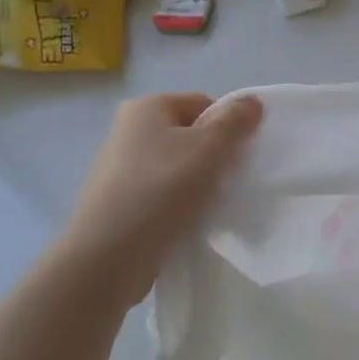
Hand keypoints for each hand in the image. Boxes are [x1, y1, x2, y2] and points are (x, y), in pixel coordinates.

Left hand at [51, 92, 262, 307]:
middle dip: (215, 156)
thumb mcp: (208, 149)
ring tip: (210, 206)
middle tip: (229, 181)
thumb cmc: (160, 190)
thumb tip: (252, 101)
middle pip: (191, 135)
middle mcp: (129, 130)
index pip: (204, 104)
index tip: (238, 156)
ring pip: (179, 167)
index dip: (228, 126)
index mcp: (147, 107)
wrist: (106, 258)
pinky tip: (189, 222)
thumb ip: (235, 122)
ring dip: (199, 183)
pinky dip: (180, 204)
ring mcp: (121, 168)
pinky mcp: (120, 203)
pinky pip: (163, 194)